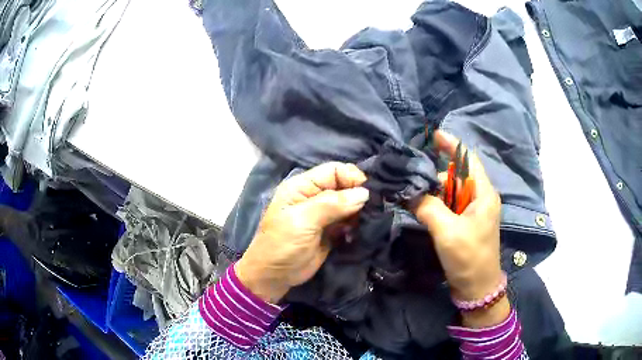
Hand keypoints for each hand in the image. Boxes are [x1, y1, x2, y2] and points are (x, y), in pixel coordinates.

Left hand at [236, 162, 369, 303]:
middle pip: (343, 186)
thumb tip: (364, 193)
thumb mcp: (303, 221)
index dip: (351, 177)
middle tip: (371, 210)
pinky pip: (348, 221)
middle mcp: (313, 196)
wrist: (274, 276)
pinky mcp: (330, 231)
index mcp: (302, 186)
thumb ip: (332, 204)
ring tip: (363, 224)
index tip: (367, 193)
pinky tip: (356, 233)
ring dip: (359, 212)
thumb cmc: (282, 244)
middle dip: (358, 195)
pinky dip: (356, 225)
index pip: (333, 170)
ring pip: (348, 204)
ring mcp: (322, 215)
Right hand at [413, 131, 508, 326]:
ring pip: (452, 191)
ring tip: (413, 195)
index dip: (452, 145)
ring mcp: (474, 211)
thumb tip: (409, 193)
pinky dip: (436, 203)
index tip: (434, 135)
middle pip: (457, 176)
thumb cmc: (468, 258)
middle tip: (412, 177)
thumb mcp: (446, 231)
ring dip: (434, 191)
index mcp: (483, 194)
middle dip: (436, 174)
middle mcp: (481, 198)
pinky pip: (450, 205)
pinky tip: (422, 207)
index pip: (469, 160)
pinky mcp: (466, 223)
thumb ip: (427, 207)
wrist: (477, 287)